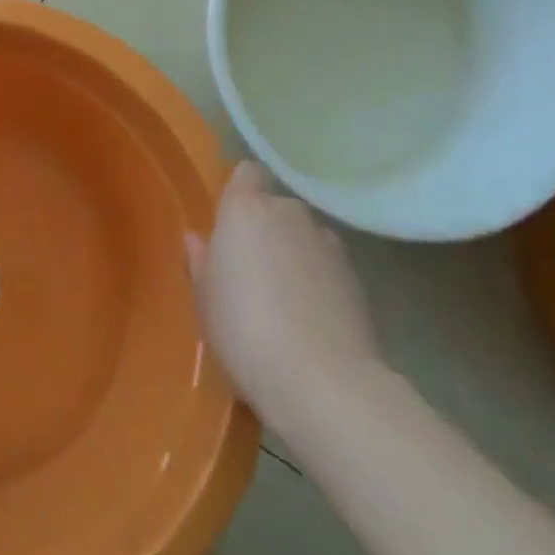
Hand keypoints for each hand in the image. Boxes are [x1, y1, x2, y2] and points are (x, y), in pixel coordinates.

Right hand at [185, 162, 381, 441]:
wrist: (323, 382)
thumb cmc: (243, 329)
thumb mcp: (204, 298)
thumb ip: (201, 261)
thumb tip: (197, 239)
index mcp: (245, 209)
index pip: (246, 173)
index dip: (239, 191)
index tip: (229, 220)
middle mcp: (289, 213)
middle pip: (275, 206)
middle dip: (266, 228)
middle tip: (250, 268)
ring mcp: (328, 244)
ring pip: (304, 236)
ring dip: (294, 253)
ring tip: (284, 297)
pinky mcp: (357, 278)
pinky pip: (327, 265)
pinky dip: (319, 280)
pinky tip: (310, 316)